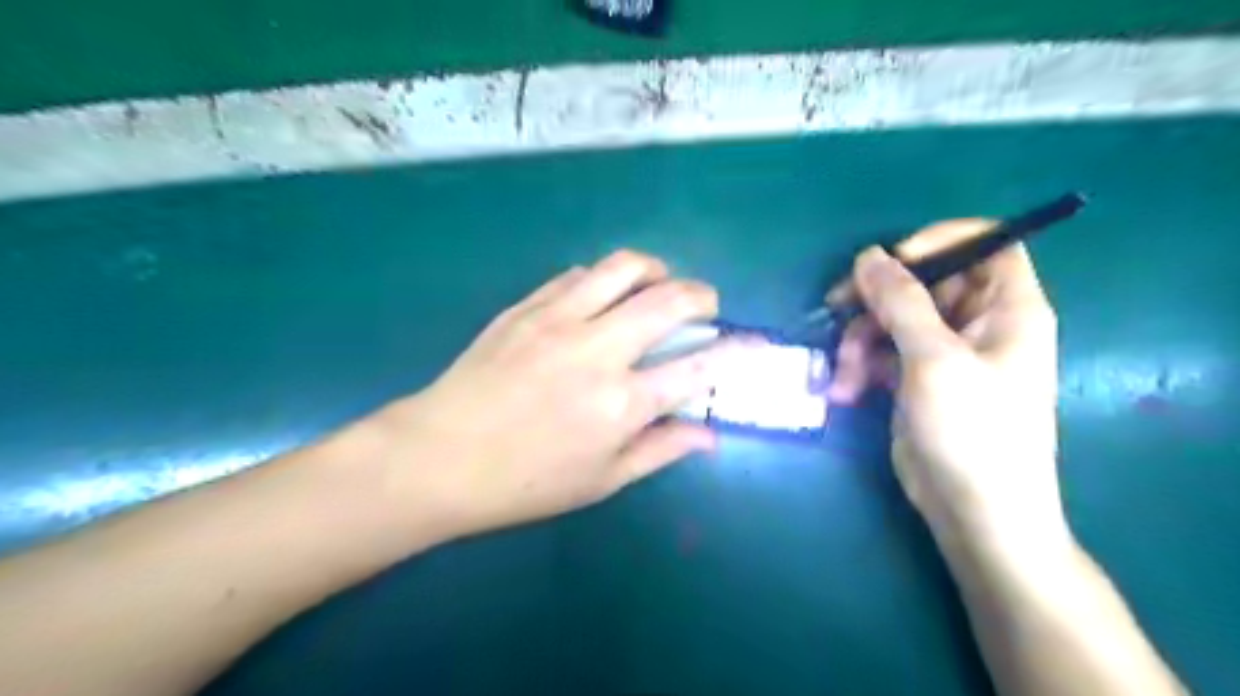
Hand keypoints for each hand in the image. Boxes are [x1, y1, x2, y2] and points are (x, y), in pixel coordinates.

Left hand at [366, 251, 734, 543]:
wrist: (437, 456)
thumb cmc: (523, 482)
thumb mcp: (601, 481)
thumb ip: (661, 450)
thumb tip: (710, 435)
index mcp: (621, 403)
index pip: (700, 366)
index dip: (739, 351)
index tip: (757, 344)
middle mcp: (598, 350)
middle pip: (671, 299)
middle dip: (703, 295)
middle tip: (705, 307)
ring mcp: (559, 319)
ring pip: (626, 266)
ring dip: (656, 270)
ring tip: (657, 288)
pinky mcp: (527, 306)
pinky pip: (580, 273)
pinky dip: (606, 279)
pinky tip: (602, 299)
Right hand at [827, 221, 1058, 545]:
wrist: (973, 510)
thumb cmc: (972, 430)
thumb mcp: (934, 359)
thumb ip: (901, 301)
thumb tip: (869, 255)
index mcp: (1007, 308)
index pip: (987, 244)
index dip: (941, 240)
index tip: (894, 258)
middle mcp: (978, 323)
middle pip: (925, 282)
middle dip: (877, 298)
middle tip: (835, 306)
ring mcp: (944, 353)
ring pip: (893, 319)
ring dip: (859, 341)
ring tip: (844, 374)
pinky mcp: (916, 378)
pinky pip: (882, 352)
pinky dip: (860, 366)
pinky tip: (845, 391)